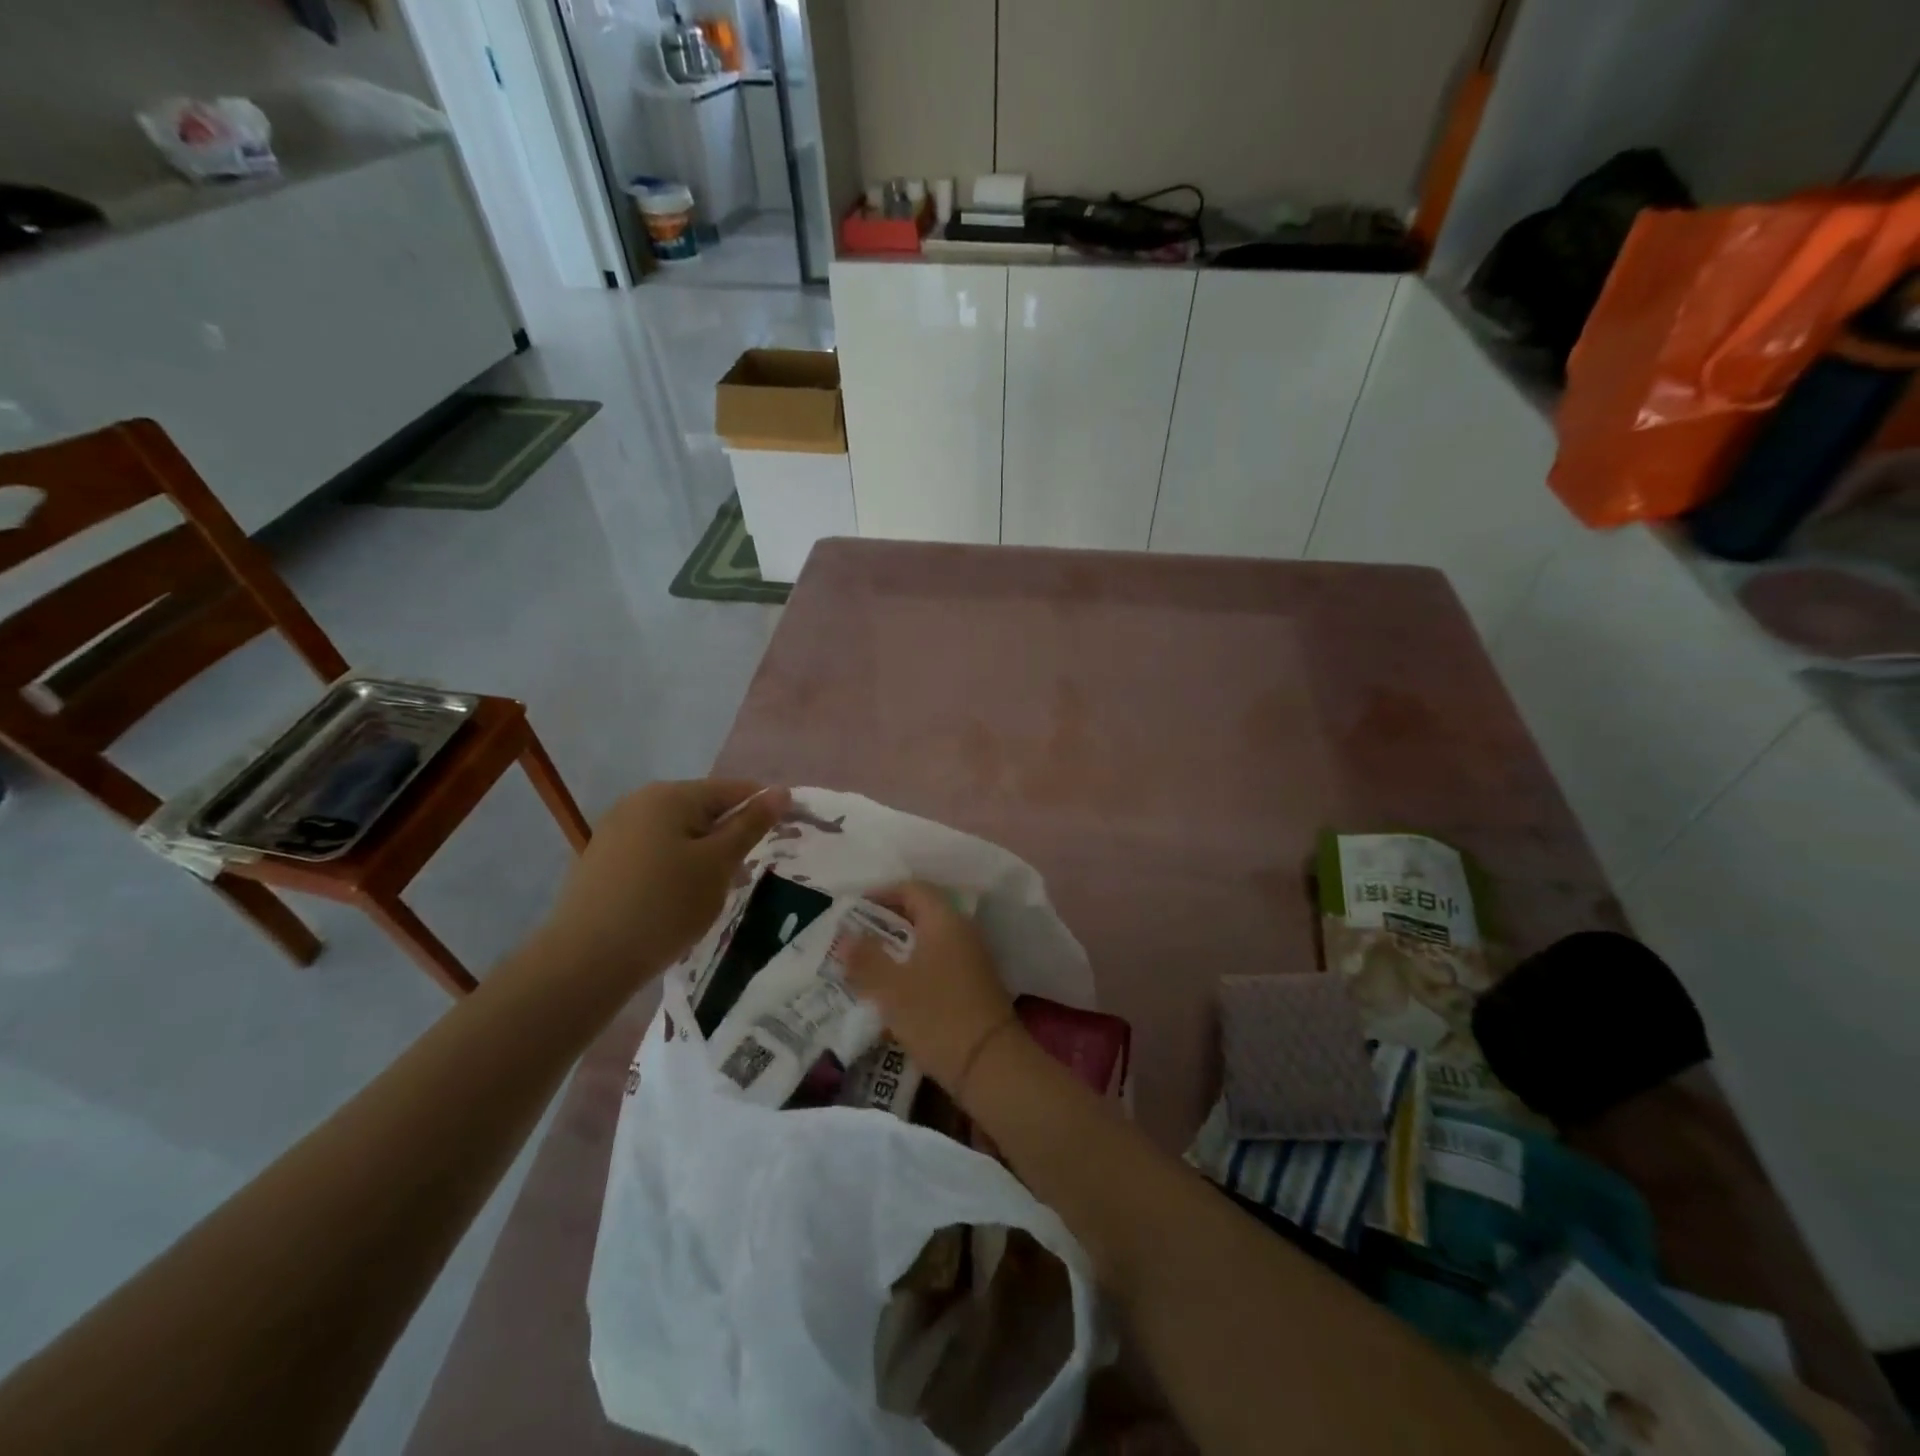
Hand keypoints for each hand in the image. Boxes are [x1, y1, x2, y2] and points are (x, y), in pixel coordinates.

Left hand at [542, 779, 788, 980]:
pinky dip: (675, 868)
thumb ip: (750, 825)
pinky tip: (677, 900)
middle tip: (744, 876)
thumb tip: (781, 791)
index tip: (784, 839)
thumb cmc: (664, 906)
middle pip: (704, 809)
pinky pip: (654, 851)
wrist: (586, 961)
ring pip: (679, 833)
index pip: (734, 790)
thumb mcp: (718, 865)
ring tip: (712, 893)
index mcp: (670, 795)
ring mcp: (616, 829)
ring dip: (703, 856)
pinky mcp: (602, 859)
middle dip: (730, 838)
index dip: (763, 811)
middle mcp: (639, 801)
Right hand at [845, 882, 1019, 1092]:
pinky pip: (939, 960)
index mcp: (944, 920)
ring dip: (900, 947)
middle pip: (921, 912)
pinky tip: (895, 989)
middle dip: (887, 922)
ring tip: (869, 964)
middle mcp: (962, 930)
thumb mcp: (891, 988)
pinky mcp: (974, 982)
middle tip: (856, 938)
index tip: (854, 910)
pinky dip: (915, 966)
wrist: (991, 1064)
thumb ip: (865, 958)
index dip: (882, 893)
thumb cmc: (937, 1016)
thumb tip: (844, 935)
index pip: (912, 888)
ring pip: (929, 939)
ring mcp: (972, 957)